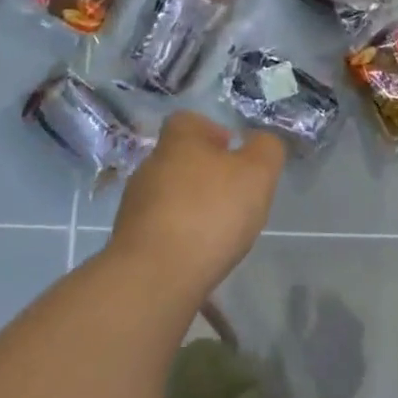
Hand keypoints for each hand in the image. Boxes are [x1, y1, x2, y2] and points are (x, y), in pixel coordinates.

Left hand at [110, 112, 283, 306]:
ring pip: (170, 194)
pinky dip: (180, 235)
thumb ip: (266, 150)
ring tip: (219, 229)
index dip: (212, 131)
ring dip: (192, 206)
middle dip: (206, 173)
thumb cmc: (211, 213)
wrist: (155, 277)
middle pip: (180, 158)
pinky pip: (161, 227)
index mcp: (178, 141)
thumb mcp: (258, 173)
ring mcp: (135, 205)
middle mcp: (150, 166)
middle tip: (234, 194)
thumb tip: (261, 143)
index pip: (188, 120)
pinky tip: (198, 253)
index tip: (233, 153)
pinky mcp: (130, 241)